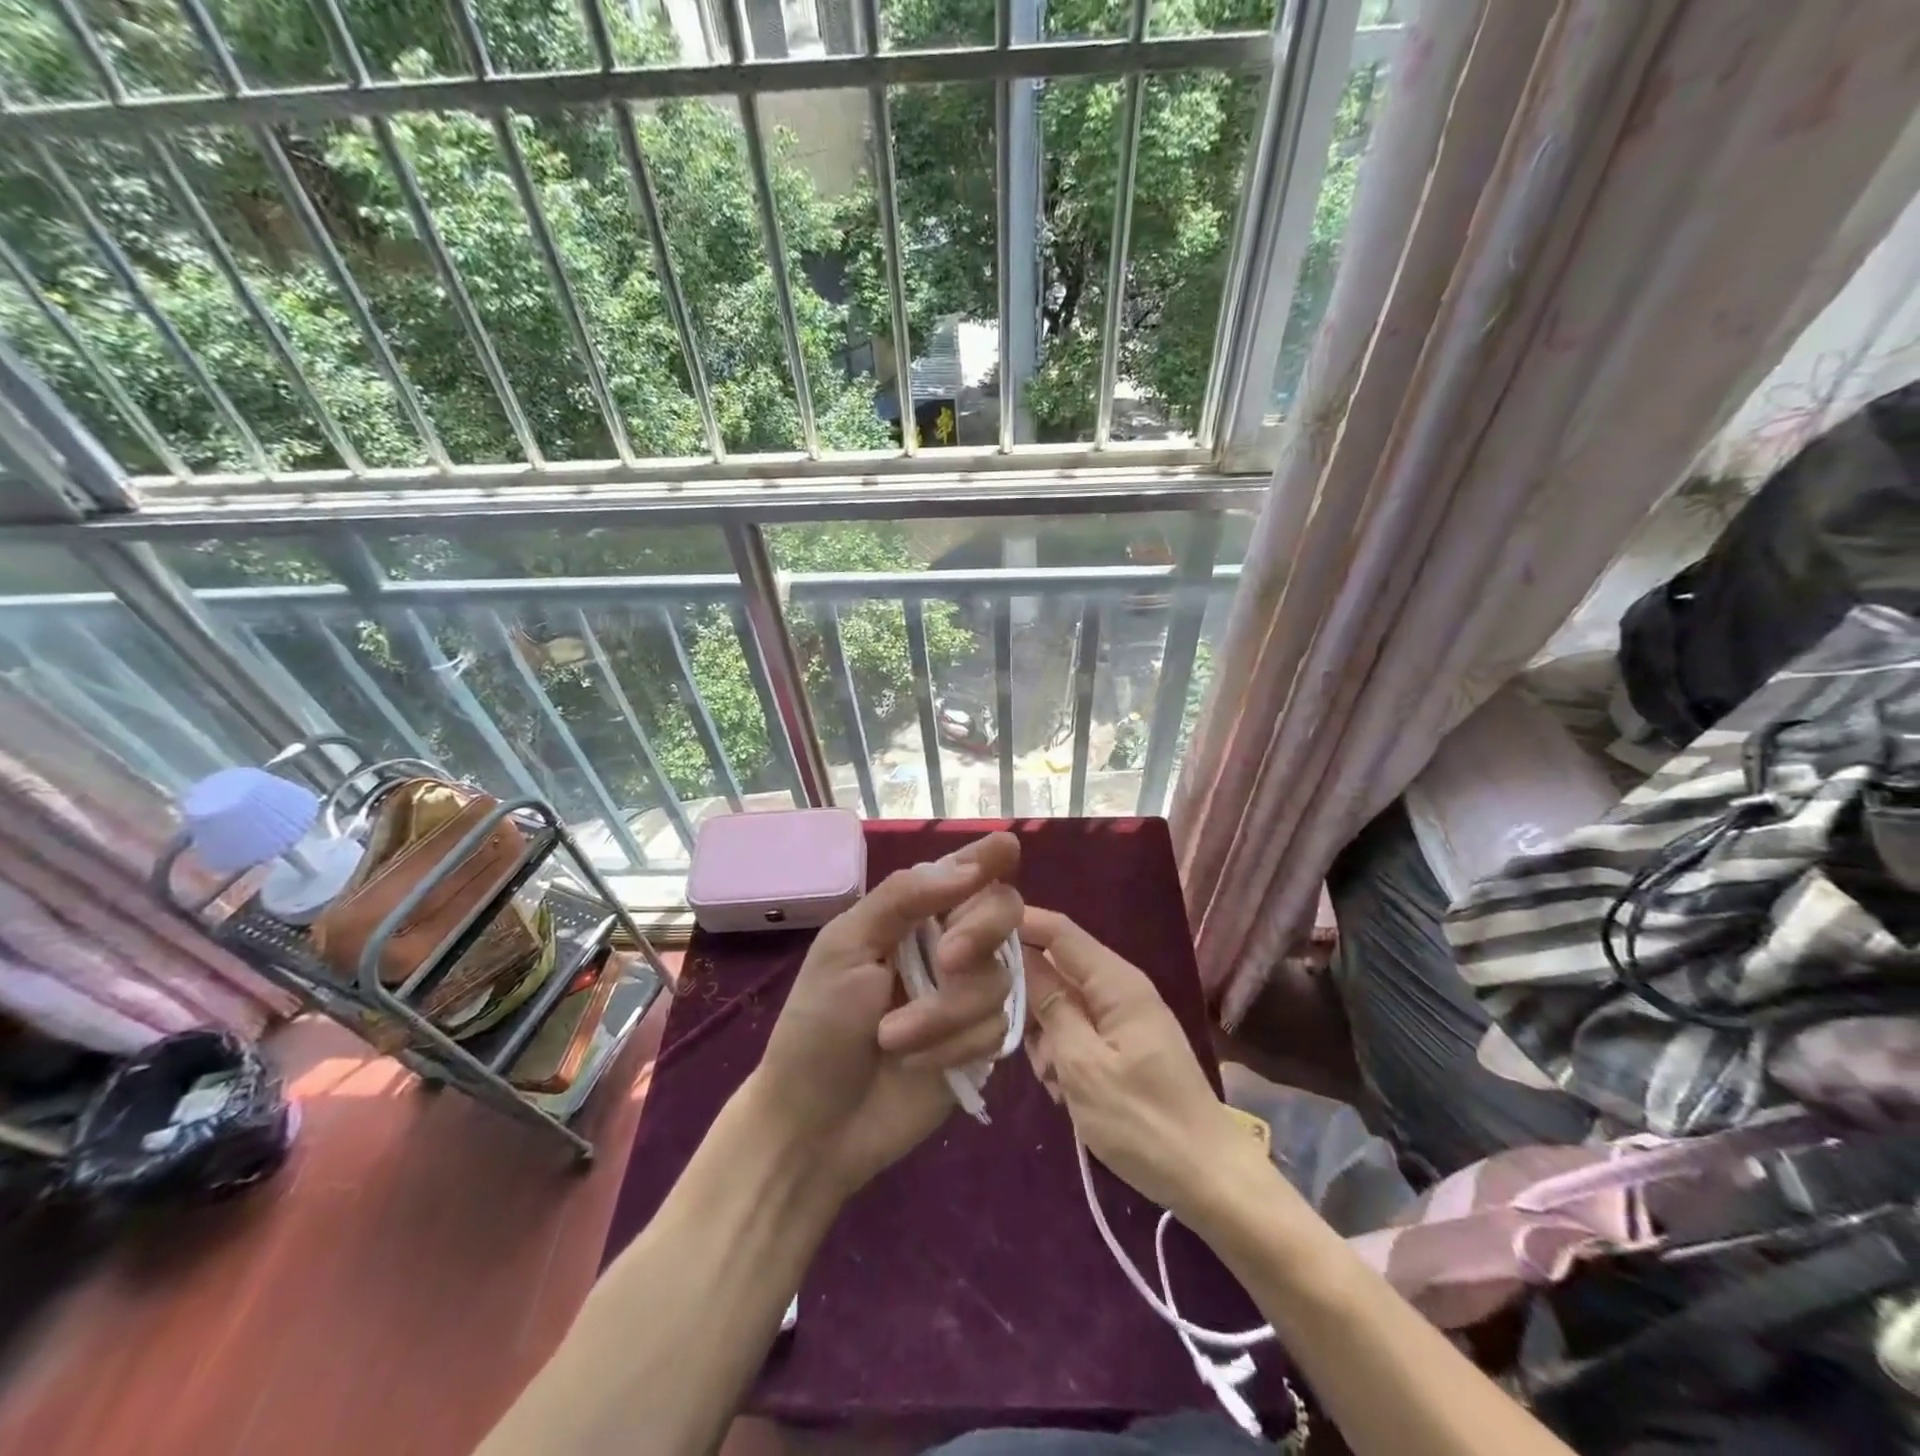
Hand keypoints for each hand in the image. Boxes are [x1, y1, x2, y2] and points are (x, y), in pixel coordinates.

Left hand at [751, 831, 1021, 1196]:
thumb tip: (969, 865)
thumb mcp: (845, 948)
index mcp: (912, 914)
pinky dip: (953, 1046)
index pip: (964, 872)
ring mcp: (967, 995)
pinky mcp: (980, 1042)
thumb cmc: (817, 1025)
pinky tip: (917, 1065)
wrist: (815, 1124)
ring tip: (891, 1038)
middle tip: (946, 960)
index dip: (989, 857)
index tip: (1007, 845)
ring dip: (943, 1012)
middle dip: (978, 933)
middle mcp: (949, 944)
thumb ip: (904, 899)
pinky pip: (998, 1028)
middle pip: (1003, 912)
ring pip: (998, 978)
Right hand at [1020, 907, 1261, 1219]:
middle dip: (1031, 1001)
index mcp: (1116, 982)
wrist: (1208, 1179)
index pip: (1059, 931)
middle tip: (1021, 1043)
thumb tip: (1020, 956)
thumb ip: (1050, 1007)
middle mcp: (1120, 989)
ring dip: (1047, 1038)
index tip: (973, 937)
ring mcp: (1123, 1018)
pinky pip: (1079, 1033)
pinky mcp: (1123, 1045)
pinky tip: (1065, 1092)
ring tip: (1054, 1082)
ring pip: (1063, 1006)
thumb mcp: (1083, 1065)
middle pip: (1057, 969)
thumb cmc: (1143, 1121)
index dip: (1019, 924)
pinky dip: (1064, 1056)